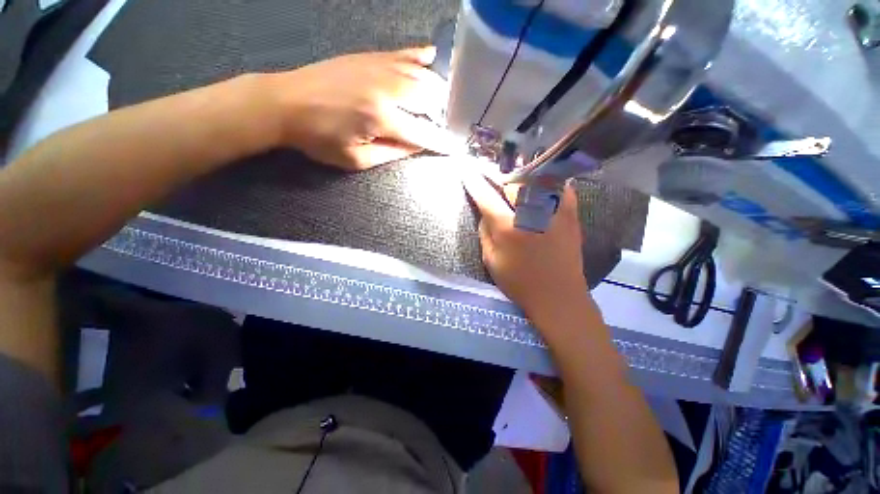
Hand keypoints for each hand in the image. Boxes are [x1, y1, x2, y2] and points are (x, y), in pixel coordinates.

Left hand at [266, 47, 460, 169]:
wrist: (285, 102)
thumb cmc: (320, 139)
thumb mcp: (356, 159)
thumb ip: (391, 154)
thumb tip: (417, 146)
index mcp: (382, 119)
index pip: (423, 134)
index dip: (441, 143)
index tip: (455, 148)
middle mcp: (387, 90)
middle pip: (430, 99)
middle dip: (442, 114)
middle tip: (446, 124)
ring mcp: (380, 68)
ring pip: (422, 75)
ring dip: (437, 90)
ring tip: (444, 102)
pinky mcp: (370, 57)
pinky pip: (404, 53)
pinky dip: (421, 57)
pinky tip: (432, 58)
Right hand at [462, 172, 592, 320]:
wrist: (558, 296)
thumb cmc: (519, 282)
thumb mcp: (491, 261)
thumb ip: (485, 232)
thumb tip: (485, 212)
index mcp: (508, 227)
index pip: (486, 196)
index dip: (474, 182)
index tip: (466, 171)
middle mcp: (531, 213)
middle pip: (512, 182)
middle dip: (498, 176)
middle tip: (492, 177)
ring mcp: (554, 211)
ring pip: (536, 179)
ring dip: (521, 176)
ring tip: (515, 180)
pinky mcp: (571, 214)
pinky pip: (560, 187)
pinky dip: (549, 181)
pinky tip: (542, 184)